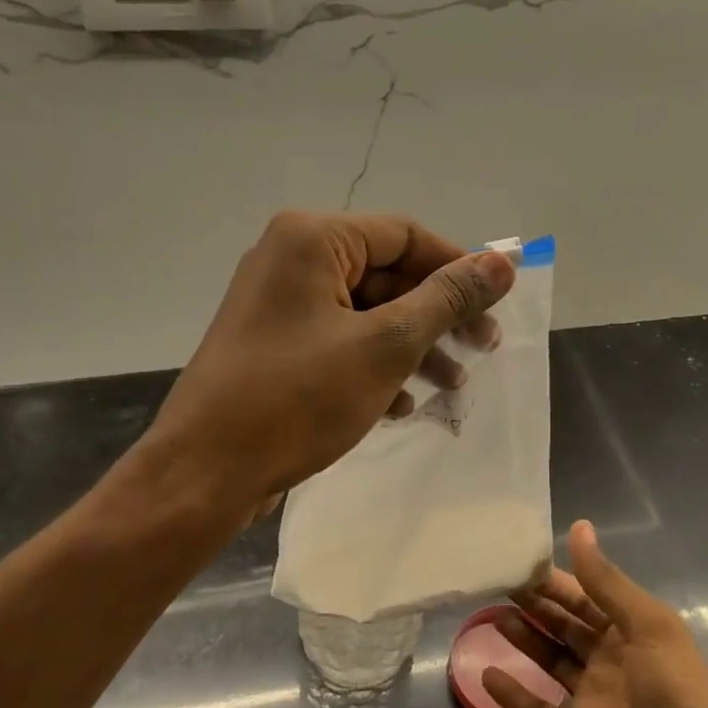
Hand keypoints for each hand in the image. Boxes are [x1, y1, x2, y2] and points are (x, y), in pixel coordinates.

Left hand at [147, 210, 515, 509]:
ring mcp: (279, 305)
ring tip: (453, 386)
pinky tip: (402, 404)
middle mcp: (290, 259)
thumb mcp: (385, 346)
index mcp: (312, 239)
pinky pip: (339, 341)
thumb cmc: (297, 399)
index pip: (405, 235)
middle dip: (437, 315)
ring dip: (413, 347)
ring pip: (366, 313)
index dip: (457, 266)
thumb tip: (502, 261)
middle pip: (386, 274)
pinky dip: (375, 366)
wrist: (205, 473)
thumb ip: (446, 299)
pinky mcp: (275, 347)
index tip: (498, 305)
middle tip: (484, 350)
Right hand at [483, 522, 707, 707]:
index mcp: (634, 631)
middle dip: (535, 603)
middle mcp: (613, 659)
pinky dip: (514, 695)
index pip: (588, 594)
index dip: (556, 577)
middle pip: (566, 624)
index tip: (518, 557)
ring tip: (490, 617)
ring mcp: (593, 699)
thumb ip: (607, 582)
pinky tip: (486, 675)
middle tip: (495, 582)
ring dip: (523, 639)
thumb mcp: (649, 628)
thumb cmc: (677, 698)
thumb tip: (579, 527)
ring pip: (550, 660)